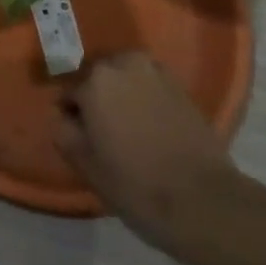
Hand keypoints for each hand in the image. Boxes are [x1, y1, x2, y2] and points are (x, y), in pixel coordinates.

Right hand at [55, 53, 242, 253]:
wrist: (201, 200)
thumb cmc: (134, 183)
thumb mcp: (85, 164)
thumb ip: (64, 132)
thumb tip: (64, 117)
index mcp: (95, 80)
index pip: (70, 91)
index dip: (71, 114)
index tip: (78, 135)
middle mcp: (124, 64)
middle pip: (99, 77)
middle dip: (97, 97)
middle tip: (101, 130)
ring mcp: (157, 73)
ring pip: (126, 77)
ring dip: (122, 93)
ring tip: (126, 126)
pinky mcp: (181, 87)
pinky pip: (150, 85)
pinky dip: (145, 98)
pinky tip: (150, 126)